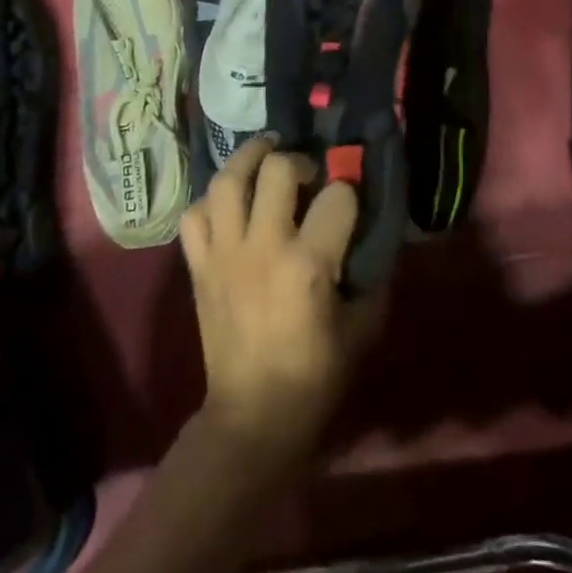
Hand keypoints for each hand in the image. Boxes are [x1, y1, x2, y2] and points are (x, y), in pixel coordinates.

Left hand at [178, 137, 383, 477]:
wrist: (254, 416)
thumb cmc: (316, 375)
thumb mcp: (363, 326)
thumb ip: (371, 273)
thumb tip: (377, 233)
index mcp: (308, 263)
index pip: (337, 196)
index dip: (349, 193)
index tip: (350, 202)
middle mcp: (263, 246)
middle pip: (277, 168)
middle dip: (298, 160)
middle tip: (307, 174)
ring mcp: (224, 253)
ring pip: (227, 180)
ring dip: (249, 158)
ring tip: (265, 155)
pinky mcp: (199, 267)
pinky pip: (194, 214)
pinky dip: (211, 200)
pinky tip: (230, 203)